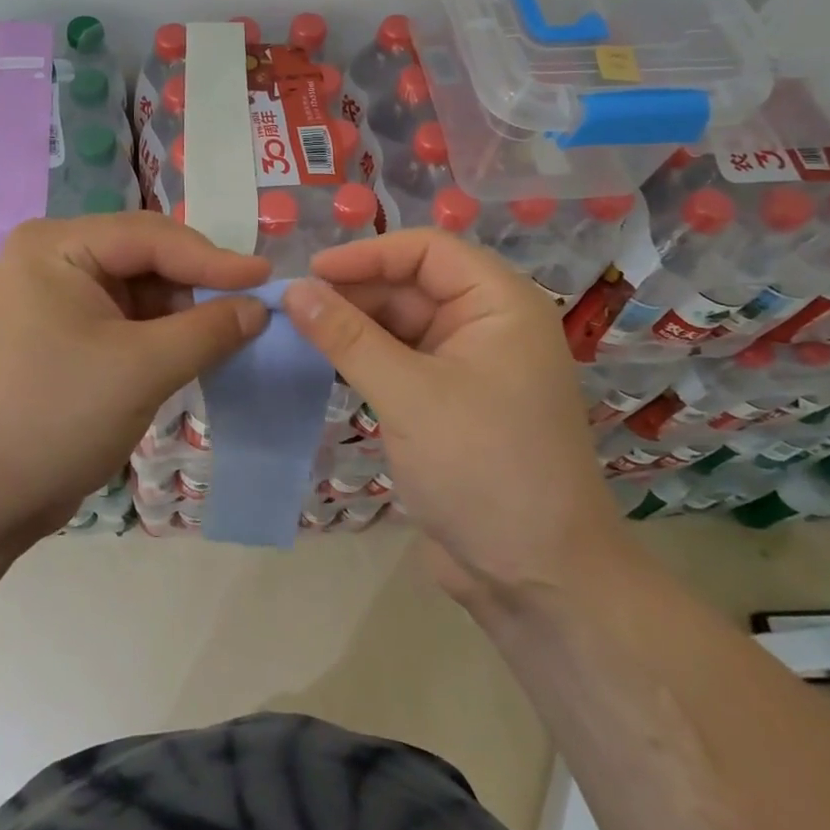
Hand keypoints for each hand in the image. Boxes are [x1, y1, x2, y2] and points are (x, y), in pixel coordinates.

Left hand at [0, 213, 269, 538]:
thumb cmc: (54, 416)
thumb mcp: (141, 368)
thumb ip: (208, 330)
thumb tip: (260, 307)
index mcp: (57, 246)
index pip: (151, 237)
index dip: (213, 258)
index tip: (268, 278)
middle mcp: (54, 260)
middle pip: (145, 257)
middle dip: (197, 284)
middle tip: (253, 308)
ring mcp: (56, 299)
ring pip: (140, 291)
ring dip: (183, 313)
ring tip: (231, 333)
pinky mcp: (63, 336)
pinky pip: (126, 321)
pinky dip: (162, 336)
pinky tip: (194, 351)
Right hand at [283, 230, 620, 603]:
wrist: (537, 578)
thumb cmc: (483, 468)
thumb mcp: (408, 395)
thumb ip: (348, 337)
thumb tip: (294, 290)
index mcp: (499, 304)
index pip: (427, 251)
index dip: (367, 255)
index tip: (310, 274)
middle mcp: (488, 325)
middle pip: (411, 286)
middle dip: (354, 293)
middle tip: (292, 309)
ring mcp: (469, 366)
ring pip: (401, 325)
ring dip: (353, 327)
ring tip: (296, 333)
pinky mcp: (449, 403)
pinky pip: (401, 362)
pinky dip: (364, 360)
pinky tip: (324, 364)